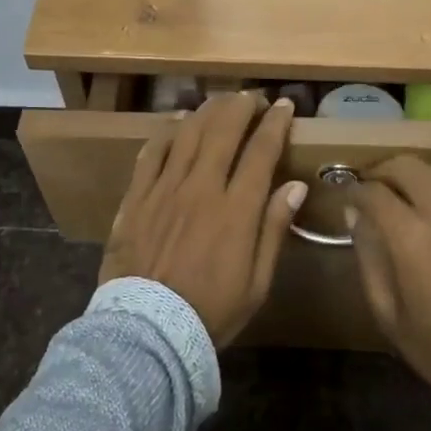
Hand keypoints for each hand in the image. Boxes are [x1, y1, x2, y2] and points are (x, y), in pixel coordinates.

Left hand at [100, 92, 307, 346]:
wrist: (147, 331)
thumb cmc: (210, 311)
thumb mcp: (257, 282)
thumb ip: (274, 229)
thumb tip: (294, 185)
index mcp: (236, 210)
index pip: (260, 151)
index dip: (275, 123)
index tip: (285, 106)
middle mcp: (201, 188)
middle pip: (223, 131)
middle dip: (242, 106)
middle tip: (253, 98)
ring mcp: (164, 189)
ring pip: (187, 133)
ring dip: (207, 111)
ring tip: (220, 103)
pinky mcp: (136, 197)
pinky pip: (151, 152)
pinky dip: (166, 131)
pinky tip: (177, 122)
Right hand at [348, 156, 430, 385]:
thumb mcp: (387, 310)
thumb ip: (368, 256)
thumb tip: (355, 215)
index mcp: (409, 235)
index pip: (373, 192)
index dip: (355, 191)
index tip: (349, 198)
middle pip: (407, 166)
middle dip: (383, 171)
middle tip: (375, 187)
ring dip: (418, 176)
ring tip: (410, 193)